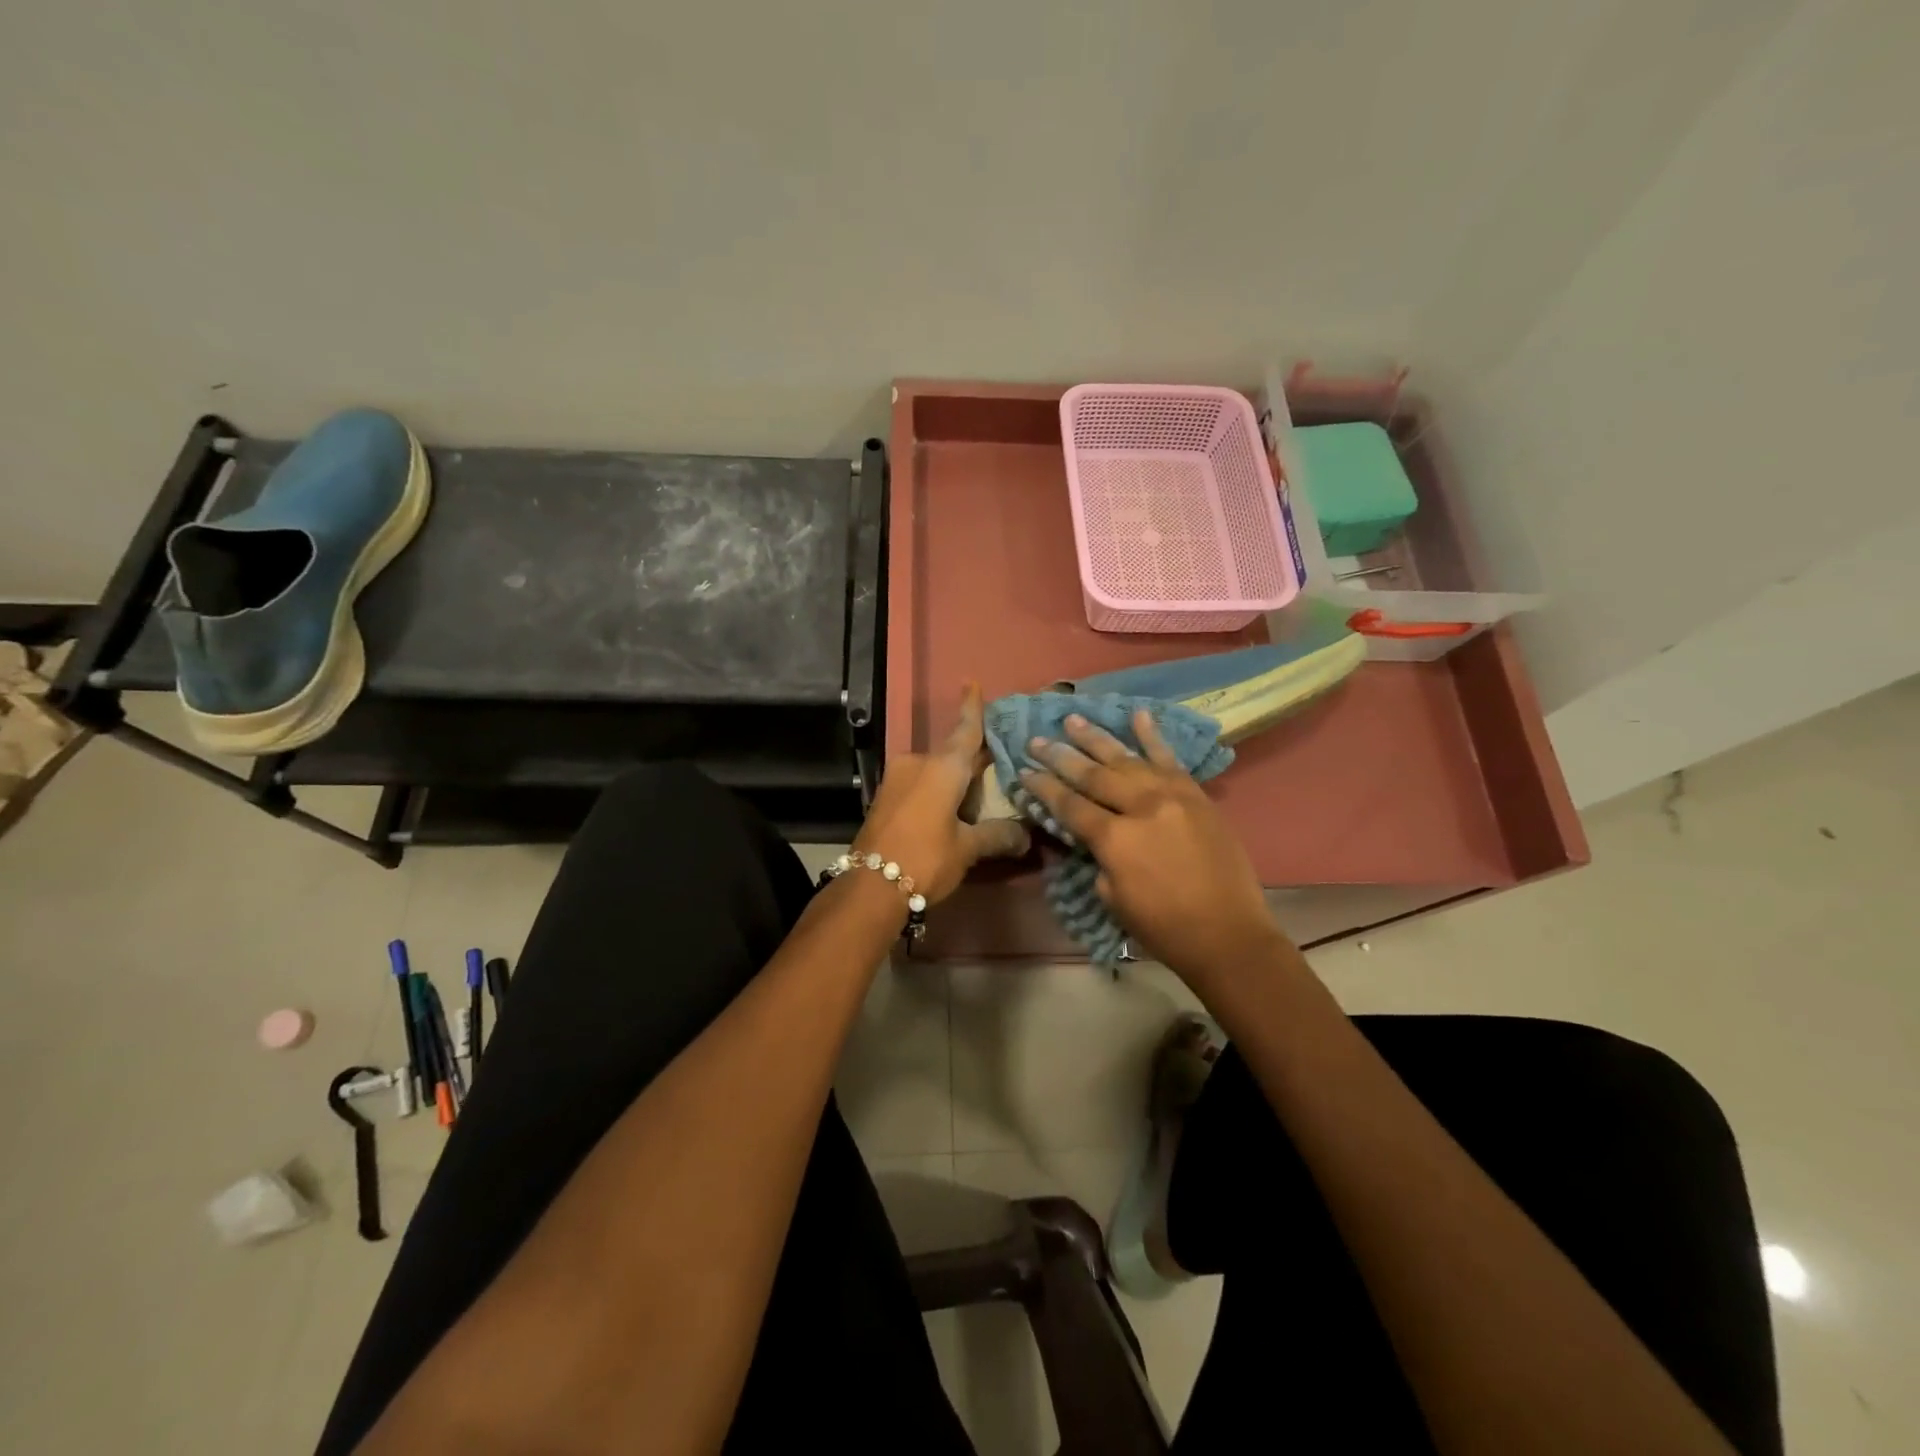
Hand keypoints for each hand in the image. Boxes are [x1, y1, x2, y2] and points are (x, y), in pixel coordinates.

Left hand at [853, 683, 1031, 905]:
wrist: (869, 887)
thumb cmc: (925, 858)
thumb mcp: (967, 849)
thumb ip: (997, 835)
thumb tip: (1025, 836)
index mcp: (942, 767)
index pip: (965, 731)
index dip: (972, 708)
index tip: (971, 682)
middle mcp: (917, 763)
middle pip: (952, 755)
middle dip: (973, 763)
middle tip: (997, 771)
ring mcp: (897, 779)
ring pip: (935, 772)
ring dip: (954, 783)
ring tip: (975, 805)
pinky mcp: (885, 797)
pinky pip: (919, 785)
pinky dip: (937, 792)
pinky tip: (949, 813)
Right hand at [1019, 710, 1286, 982]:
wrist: (1228, 934)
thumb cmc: (1163, 927)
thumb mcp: (1112, 897)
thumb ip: (1100, 857)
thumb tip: (1093, 833)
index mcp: (1115, 839)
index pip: (1069, 805)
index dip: (1043, 787)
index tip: (1023, 770)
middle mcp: (1141, 807)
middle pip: (1092, 775)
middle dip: (1060, 756)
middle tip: (1036, 740)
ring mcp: (1172, 795)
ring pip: (1127, 759)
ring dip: (1096, 738)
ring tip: (1073, 719)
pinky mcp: (1196, 794)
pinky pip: (1170, 759)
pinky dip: (1153, 736)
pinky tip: (1138, 714)